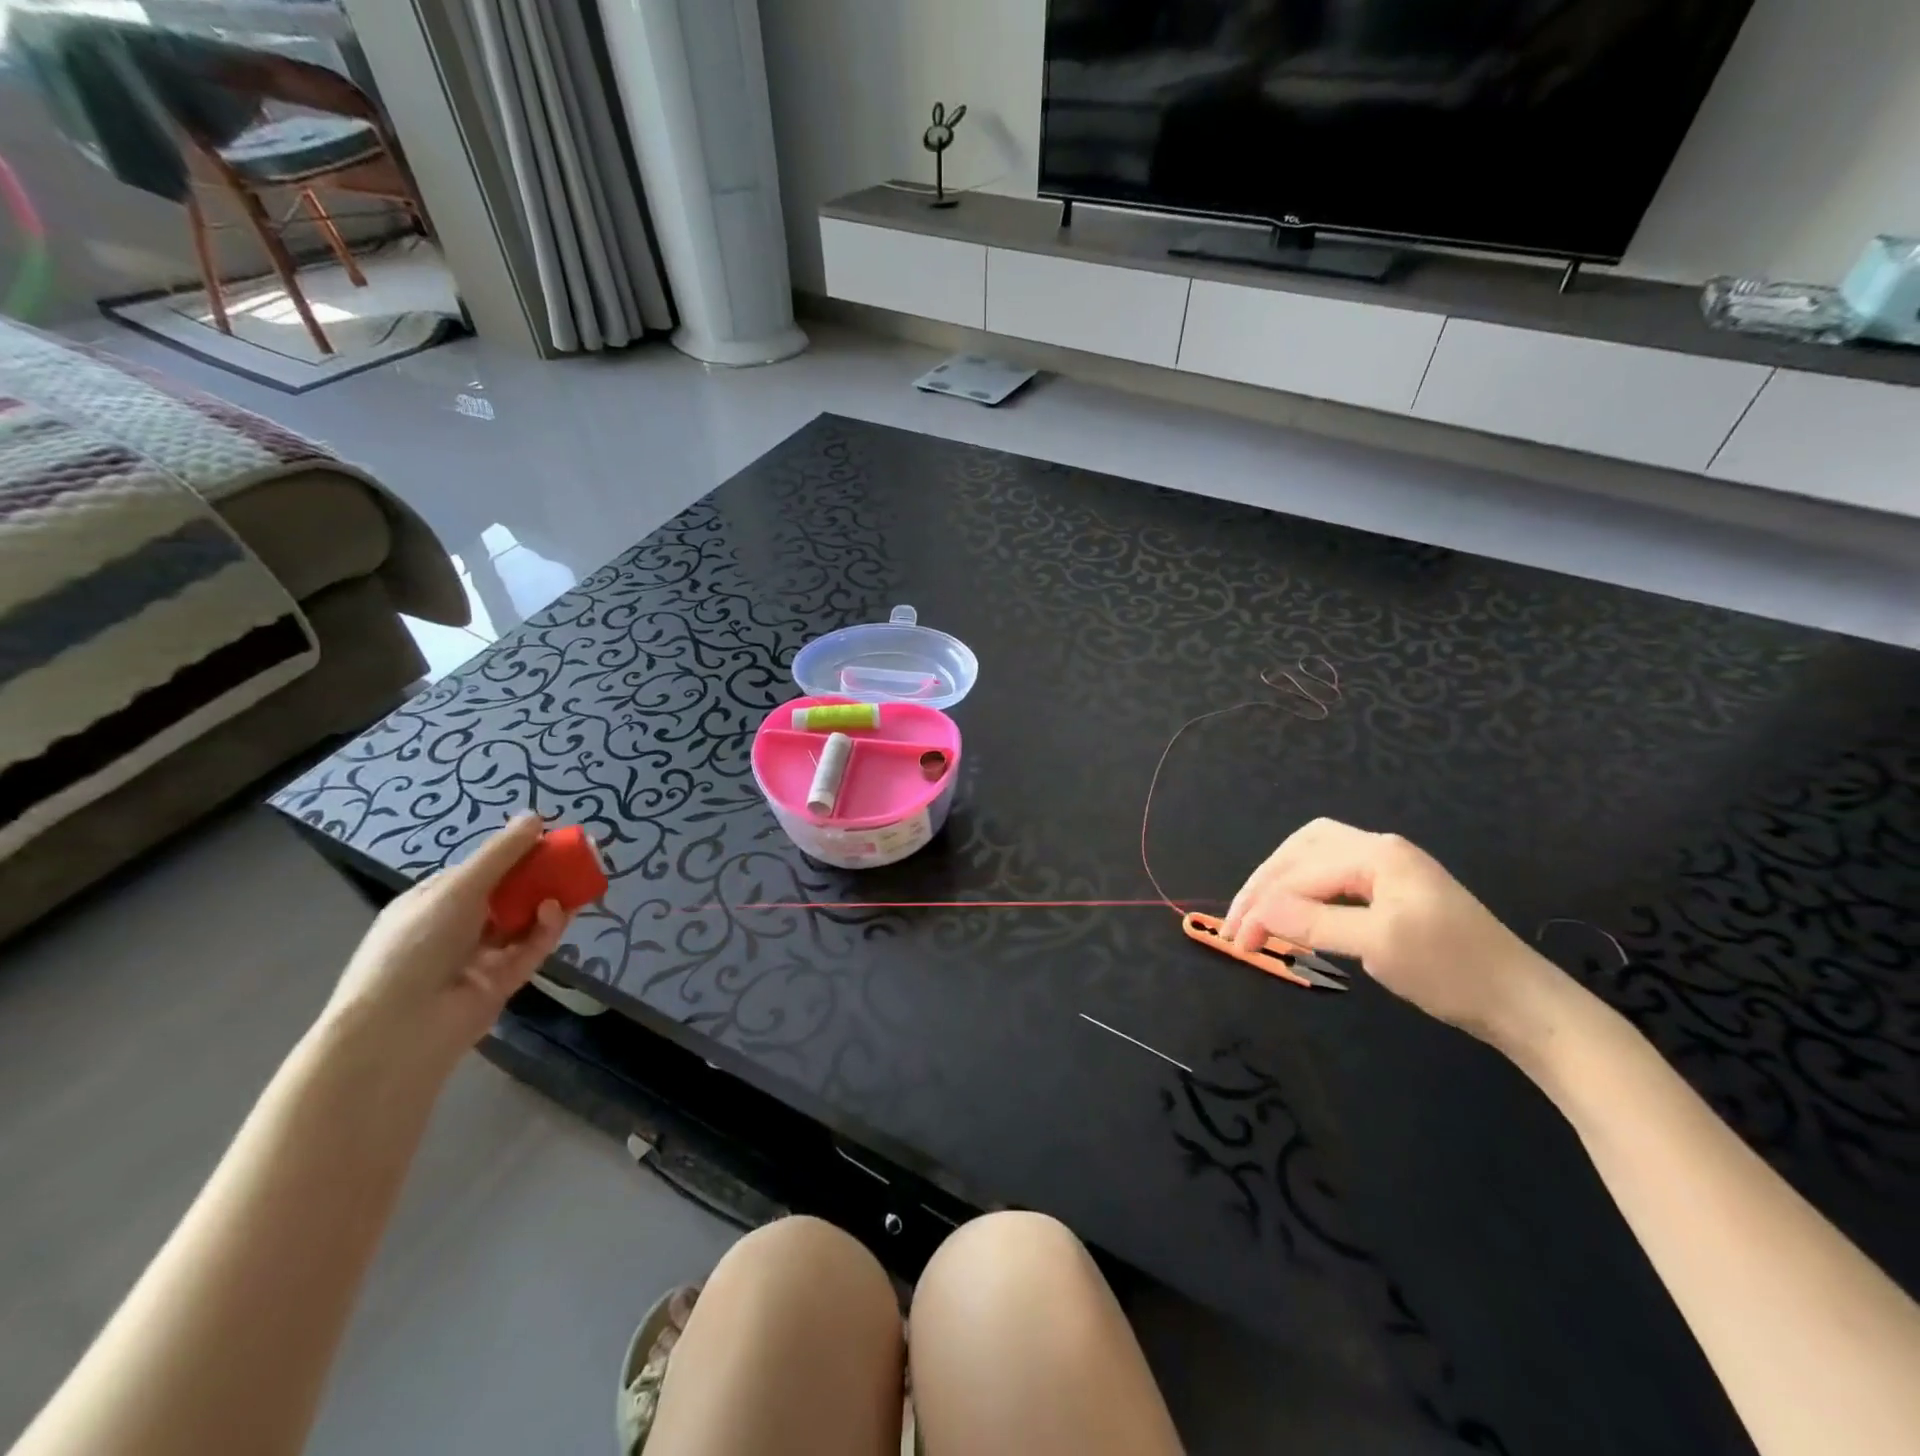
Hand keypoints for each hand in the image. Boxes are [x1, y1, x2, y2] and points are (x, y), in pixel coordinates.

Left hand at [323, 815, 570, 1064]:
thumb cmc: (417, 945)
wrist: (401, 1026)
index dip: (515, 853)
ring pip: (524, 920)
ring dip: (545, 901)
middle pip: (508, 893)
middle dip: (540, 876)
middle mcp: (457, 926)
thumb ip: (501, 854)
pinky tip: (557, 912)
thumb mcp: (457, 889)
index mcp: (434, 901)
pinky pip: (531, 948)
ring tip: (571, 885)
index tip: (549, 839)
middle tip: (574, 859)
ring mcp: (480, 955)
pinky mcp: (503, 980)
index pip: (482, 870)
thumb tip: (535, 816)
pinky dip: (546, 929)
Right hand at [1223, 818, 1571, 1056]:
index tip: (1236, 940)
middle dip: (1264, 883)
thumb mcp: (1377, 945)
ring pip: (1316, 858)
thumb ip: (1313, 922)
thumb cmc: (1452, 971)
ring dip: (1282, 882)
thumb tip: (1258, 911)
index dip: (1261, 904)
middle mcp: (1380, 849)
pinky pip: (1335, 878)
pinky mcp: (1395, 892)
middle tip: (1238, 920)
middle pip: (1302, 850)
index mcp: (1377, 854)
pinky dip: (1306, 891)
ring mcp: (1390, 868)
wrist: (1524, 1004)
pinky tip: (1297, 911)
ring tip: (1258, 911)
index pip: (1300, 872)